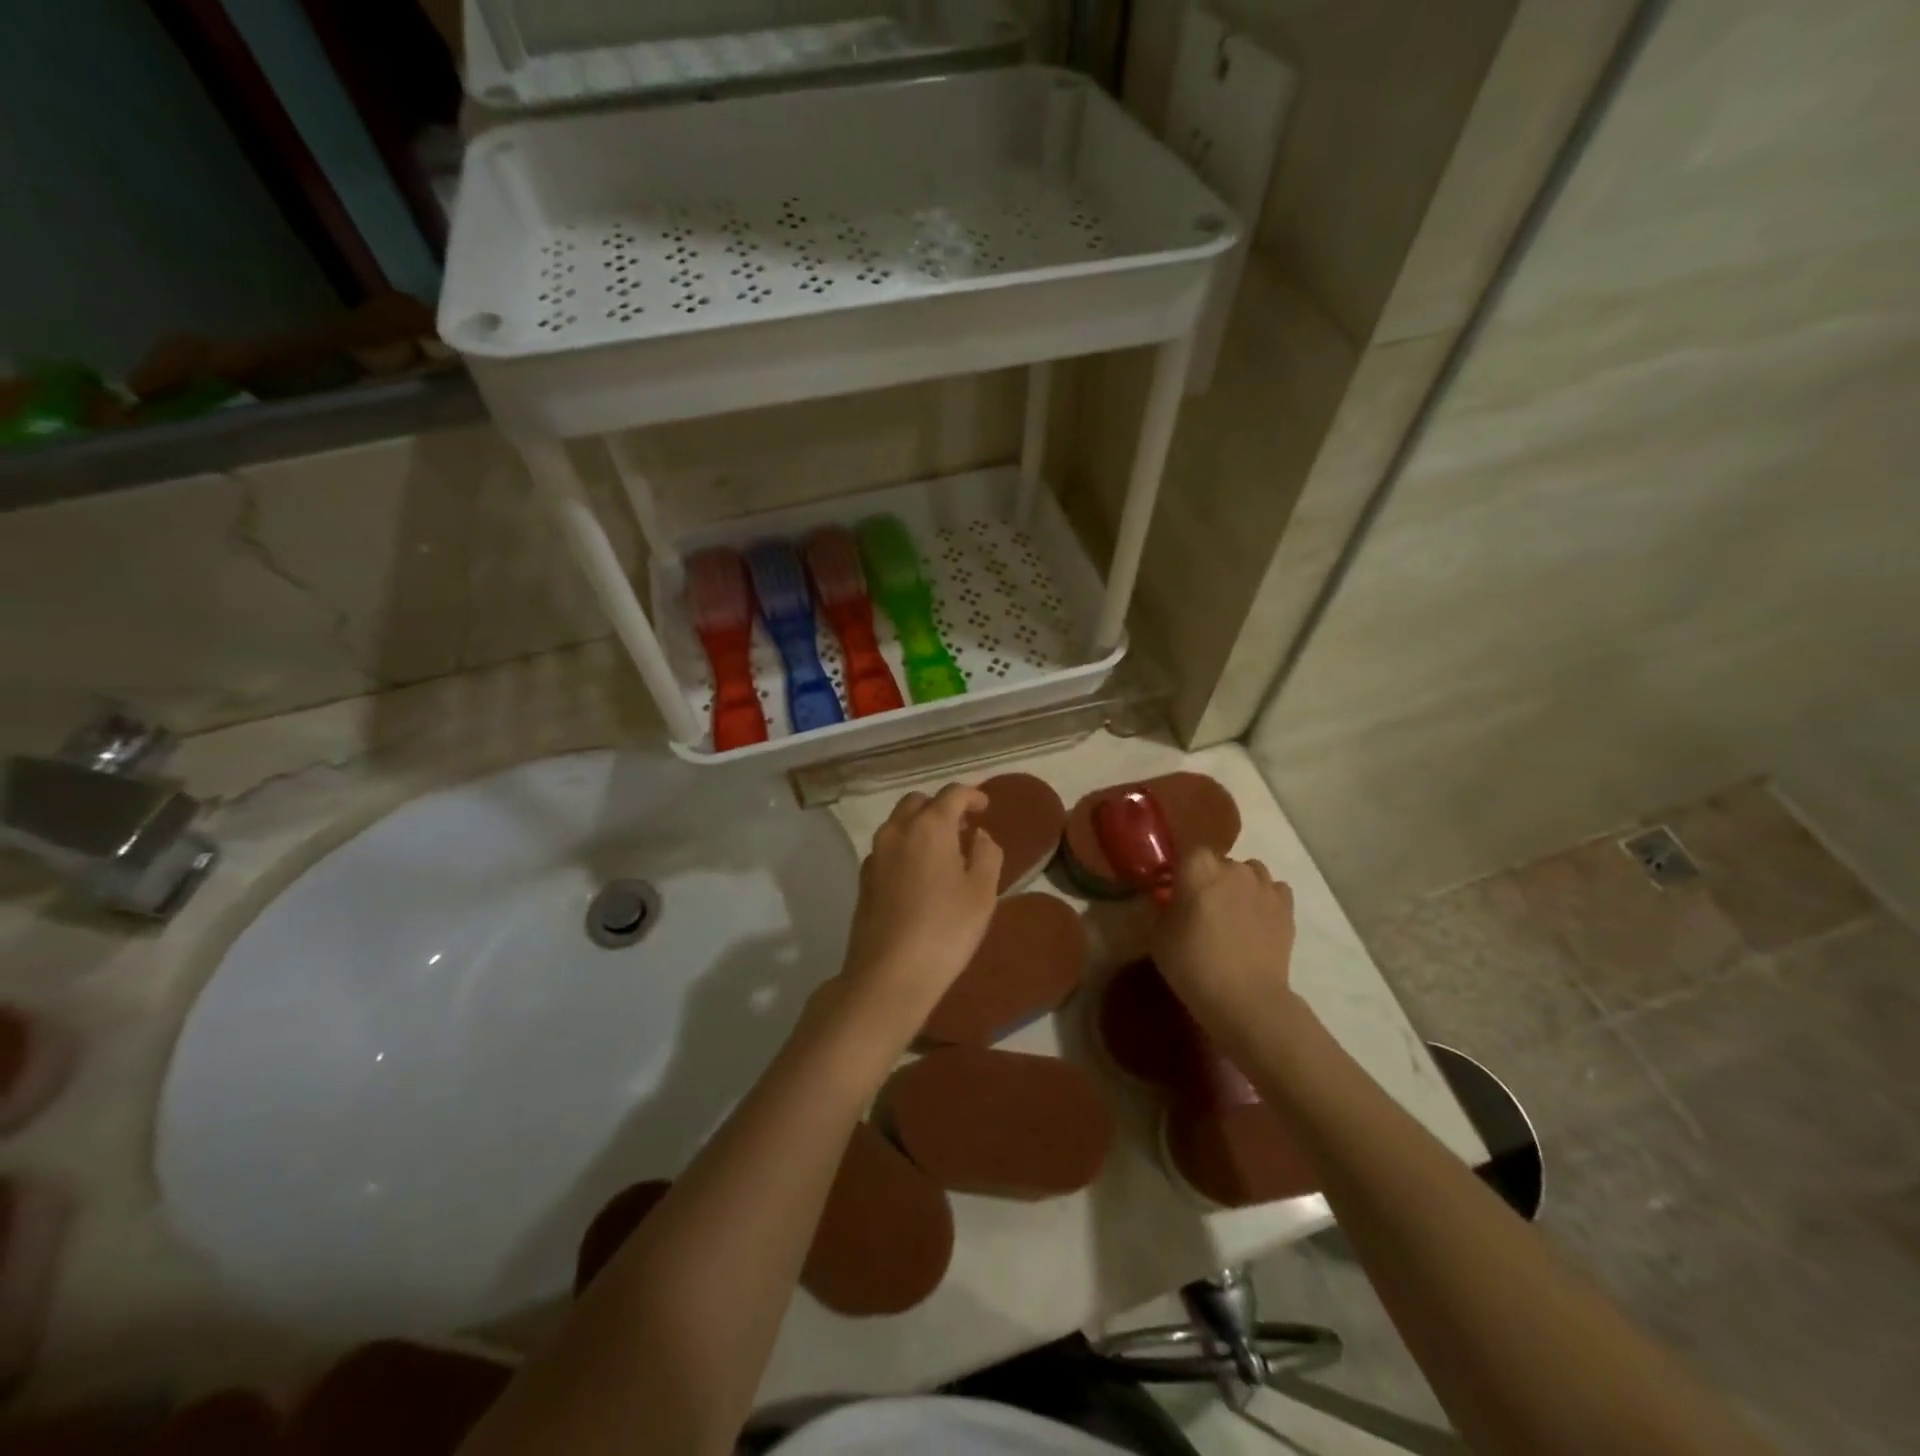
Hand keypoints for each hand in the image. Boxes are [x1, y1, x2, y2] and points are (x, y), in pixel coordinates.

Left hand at [838, 784, 1002, 1033]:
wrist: (889, 974)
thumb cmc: (946, 930)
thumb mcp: (982, 893)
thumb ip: (987, 854)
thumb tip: (978, 836)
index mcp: (929, 826)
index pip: (952, 793)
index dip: (972, 795)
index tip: (985, 807)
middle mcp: (897, 831)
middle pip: (918, 802)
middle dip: (942, 807)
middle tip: (963, 828)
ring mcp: (875, 854)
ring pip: (899, 823)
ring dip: (921, 825)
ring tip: (944, 851)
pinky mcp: (864, 879)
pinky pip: (888, 847)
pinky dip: (906, 847)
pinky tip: (920, 875)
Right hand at [1152, 849, 1300, 1045]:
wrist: (1245, 998)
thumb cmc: (1192, 963)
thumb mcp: (1157, 936)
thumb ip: (1160, 908)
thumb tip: (1165, 899)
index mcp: (1197, 867)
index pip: (1186, 852)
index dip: (1181, 872)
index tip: (1174, 892)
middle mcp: (1232, 866)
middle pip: (1218, 862)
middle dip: (1209, 878)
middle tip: (1201, 908)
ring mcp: (1263, 885)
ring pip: (1249, 872)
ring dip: (1239, 885)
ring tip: (1232, 913)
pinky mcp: (1286, 907)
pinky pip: (1274, 890)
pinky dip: (1265, 898)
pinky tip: (1257, 919)